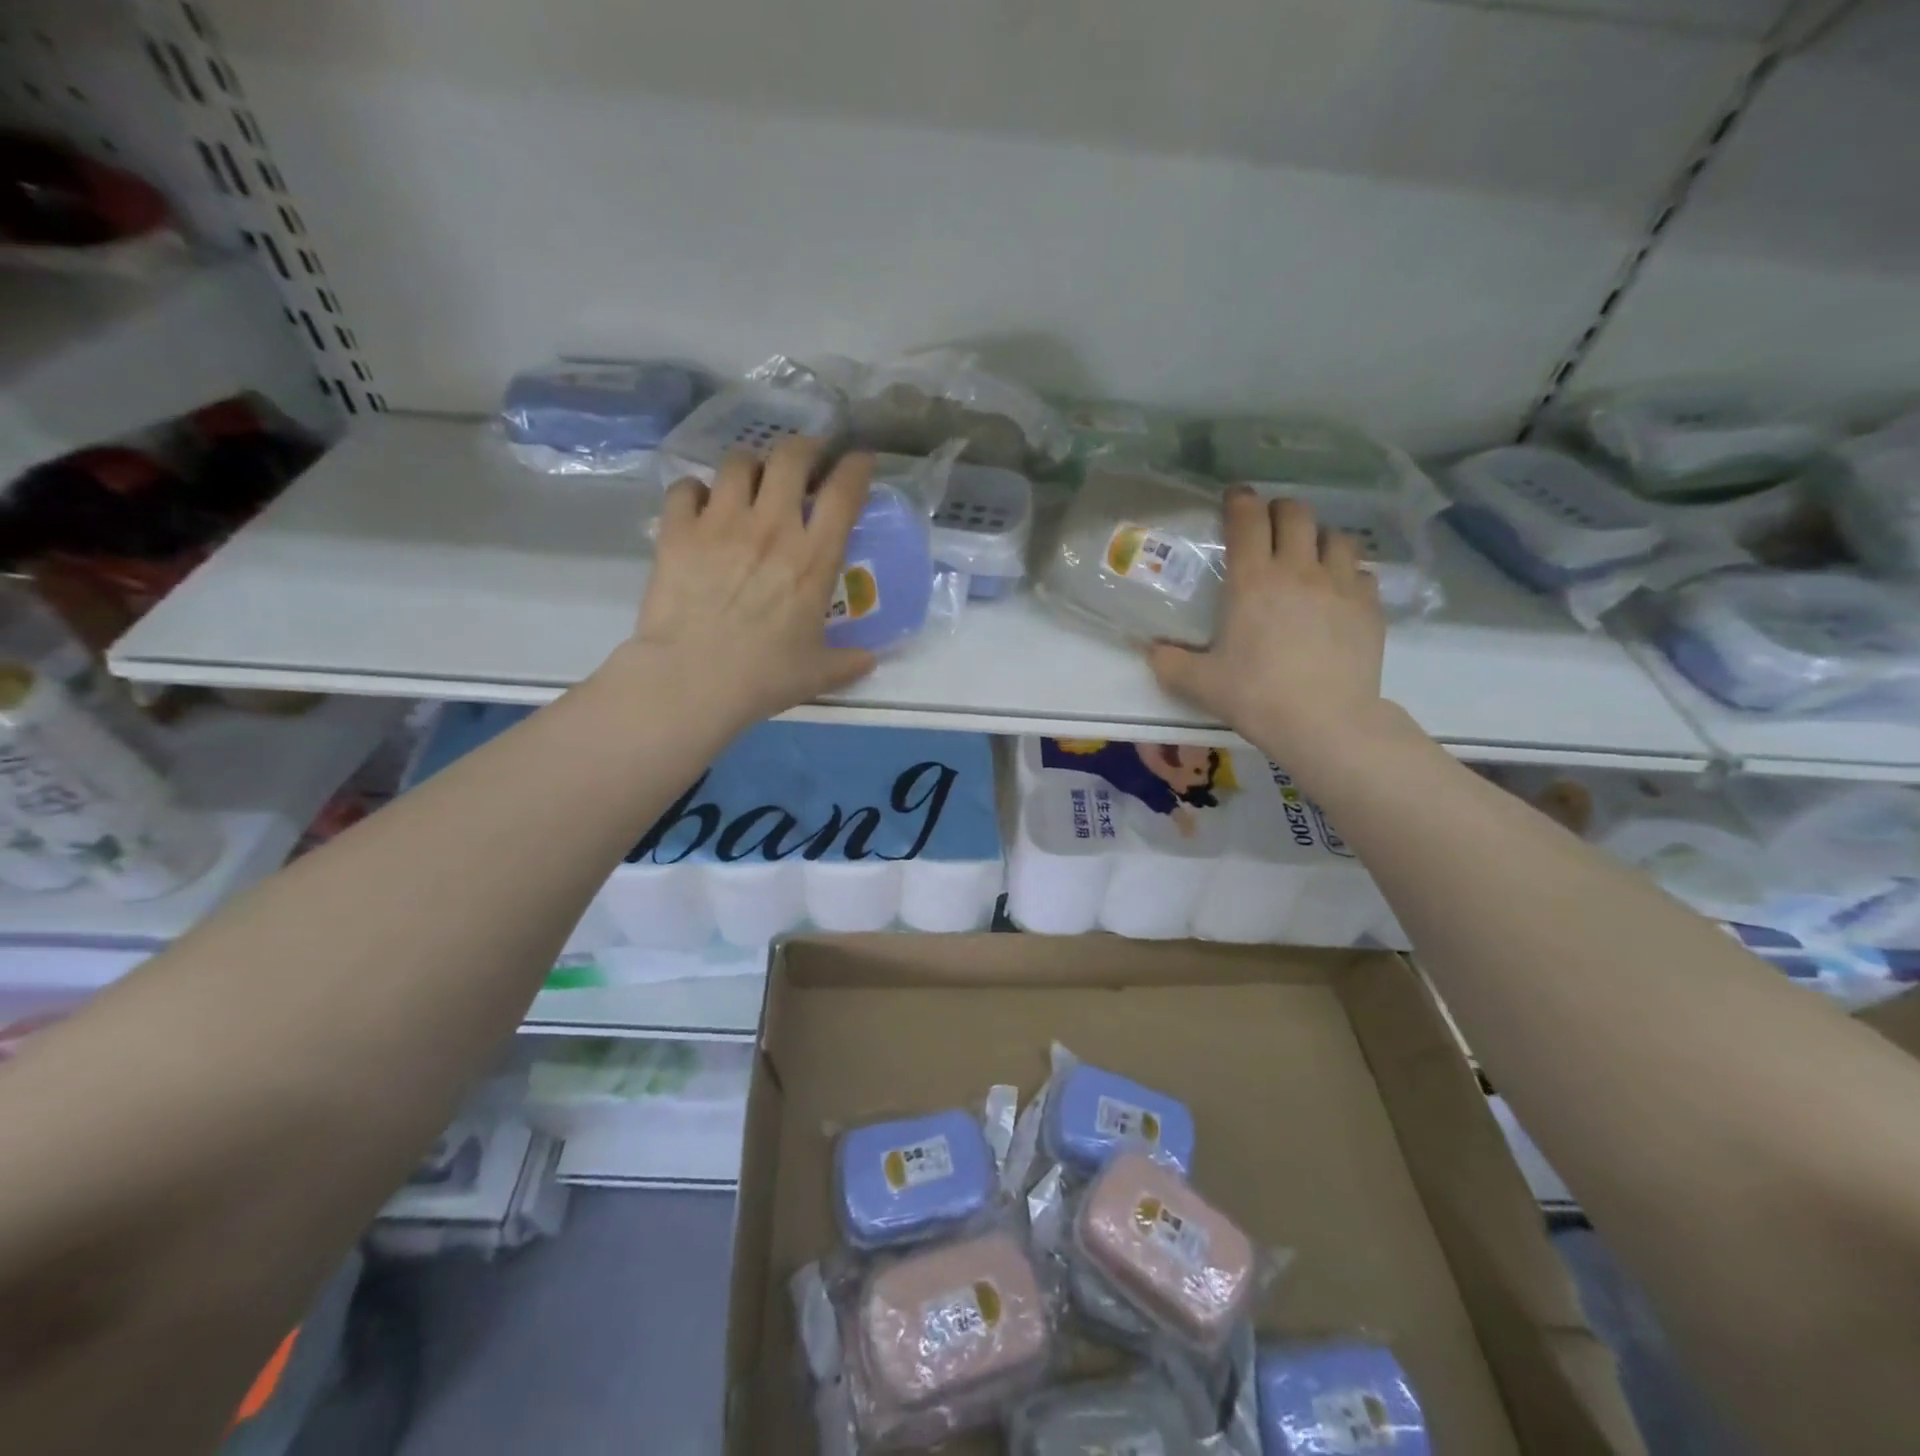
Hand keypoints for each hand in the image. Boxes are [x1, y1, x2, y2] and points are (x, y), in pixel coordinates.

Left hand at [621, 437, 876, 724]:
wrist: (691, 681)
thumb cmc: (763, 677)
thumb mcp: (817, 673)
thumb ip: (848, 662)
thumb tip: (869, 661)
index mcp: (813, 559)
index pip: (844, 493)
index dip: (856, 466)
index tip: (860, 458)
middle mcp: (771, 528)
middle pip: (791, 457)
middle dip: (804, 448)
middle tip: (807, 460)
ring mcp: (721, 524)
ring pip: (738, 462)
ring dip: (751, 465)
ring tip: (752, 480)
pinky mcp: (678, 531)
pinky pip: (686, 488)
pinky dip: (695, 491)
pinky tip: (700, 506)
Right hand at [1148, 488, 1395, 772]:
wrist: (1325, 721)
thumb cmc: (1255, 696)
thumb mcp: (1200, 683)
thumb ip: (1170, 663)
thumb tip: (1150, 650)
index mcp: (1253, 581)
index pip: (1248, 519)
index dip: (1240, 500)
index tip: (1235, 497)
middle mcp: (1298, 570)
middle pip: (1296, 514)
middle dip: (1281, 510)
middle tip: (1270, 524)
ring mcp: (1340, 585)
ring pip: (1337, 537)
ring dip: (1319, 538)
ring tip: (1310, 555)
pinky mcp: (1370, 606)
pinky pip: (1362, 573)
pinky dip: (1348, 573)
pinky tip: (1339, 592)